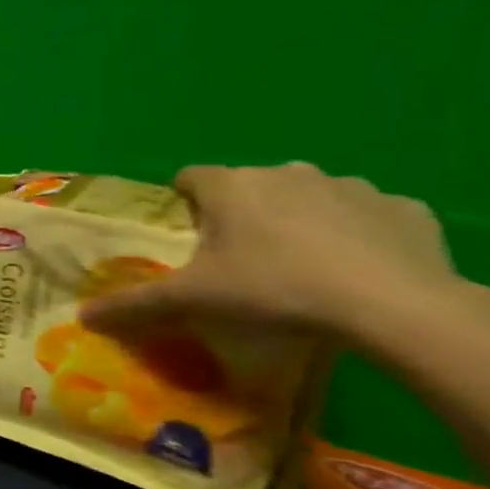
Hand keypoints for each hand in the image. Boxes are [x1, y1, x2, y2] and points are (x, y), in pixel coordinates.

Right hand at [79, 163, 456, 340]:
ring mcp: (353, 187)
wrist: (395, 305)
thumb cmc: (273, 288)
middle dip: (242, 214)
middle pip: (250, 187)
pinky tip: (357, 270)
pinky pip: (368, 216)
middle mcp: (287, 172)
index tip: (188, 238)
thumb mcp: (190, 300)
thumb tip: (82, 316)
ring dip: (300, 221)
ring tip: (300, 268)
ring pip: (309, 197)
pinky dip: (357, 235)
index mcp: (231, 186)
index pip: (190, 178)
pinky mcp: (407, 209)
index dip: (184, 204)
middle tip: (238, 260)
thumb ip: (133, 304)